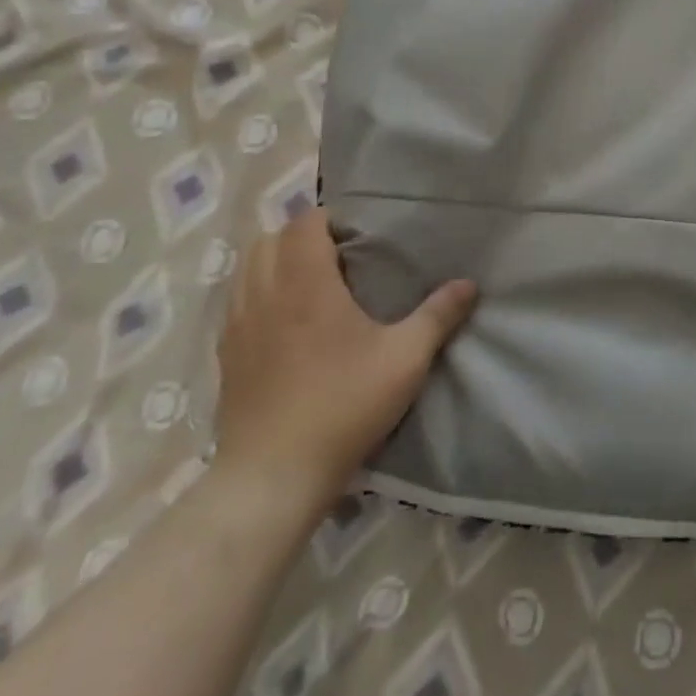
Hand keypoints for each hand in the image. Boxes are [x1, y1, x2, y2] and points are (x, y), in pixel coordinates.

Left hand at [214, 208, 477, 518]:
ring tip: (312, 283)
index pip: (303, 224)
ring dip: (275, 263)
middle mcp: (264, 296)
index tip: (358, 232)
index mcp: (306, 285)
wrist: (273, 476)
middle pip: (267, 240)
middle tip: (338, 254)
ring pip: (246, 271)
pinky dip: (258, 294)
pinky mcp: (225, 358)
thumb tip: (469, 283)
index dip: (328, 219)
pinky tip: (286, 323)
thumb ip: (438, 315)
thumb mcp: (406, 358)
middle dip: (300, 236)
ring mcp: (237, 327)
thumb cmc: (344, 405)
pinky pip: (236, 304)